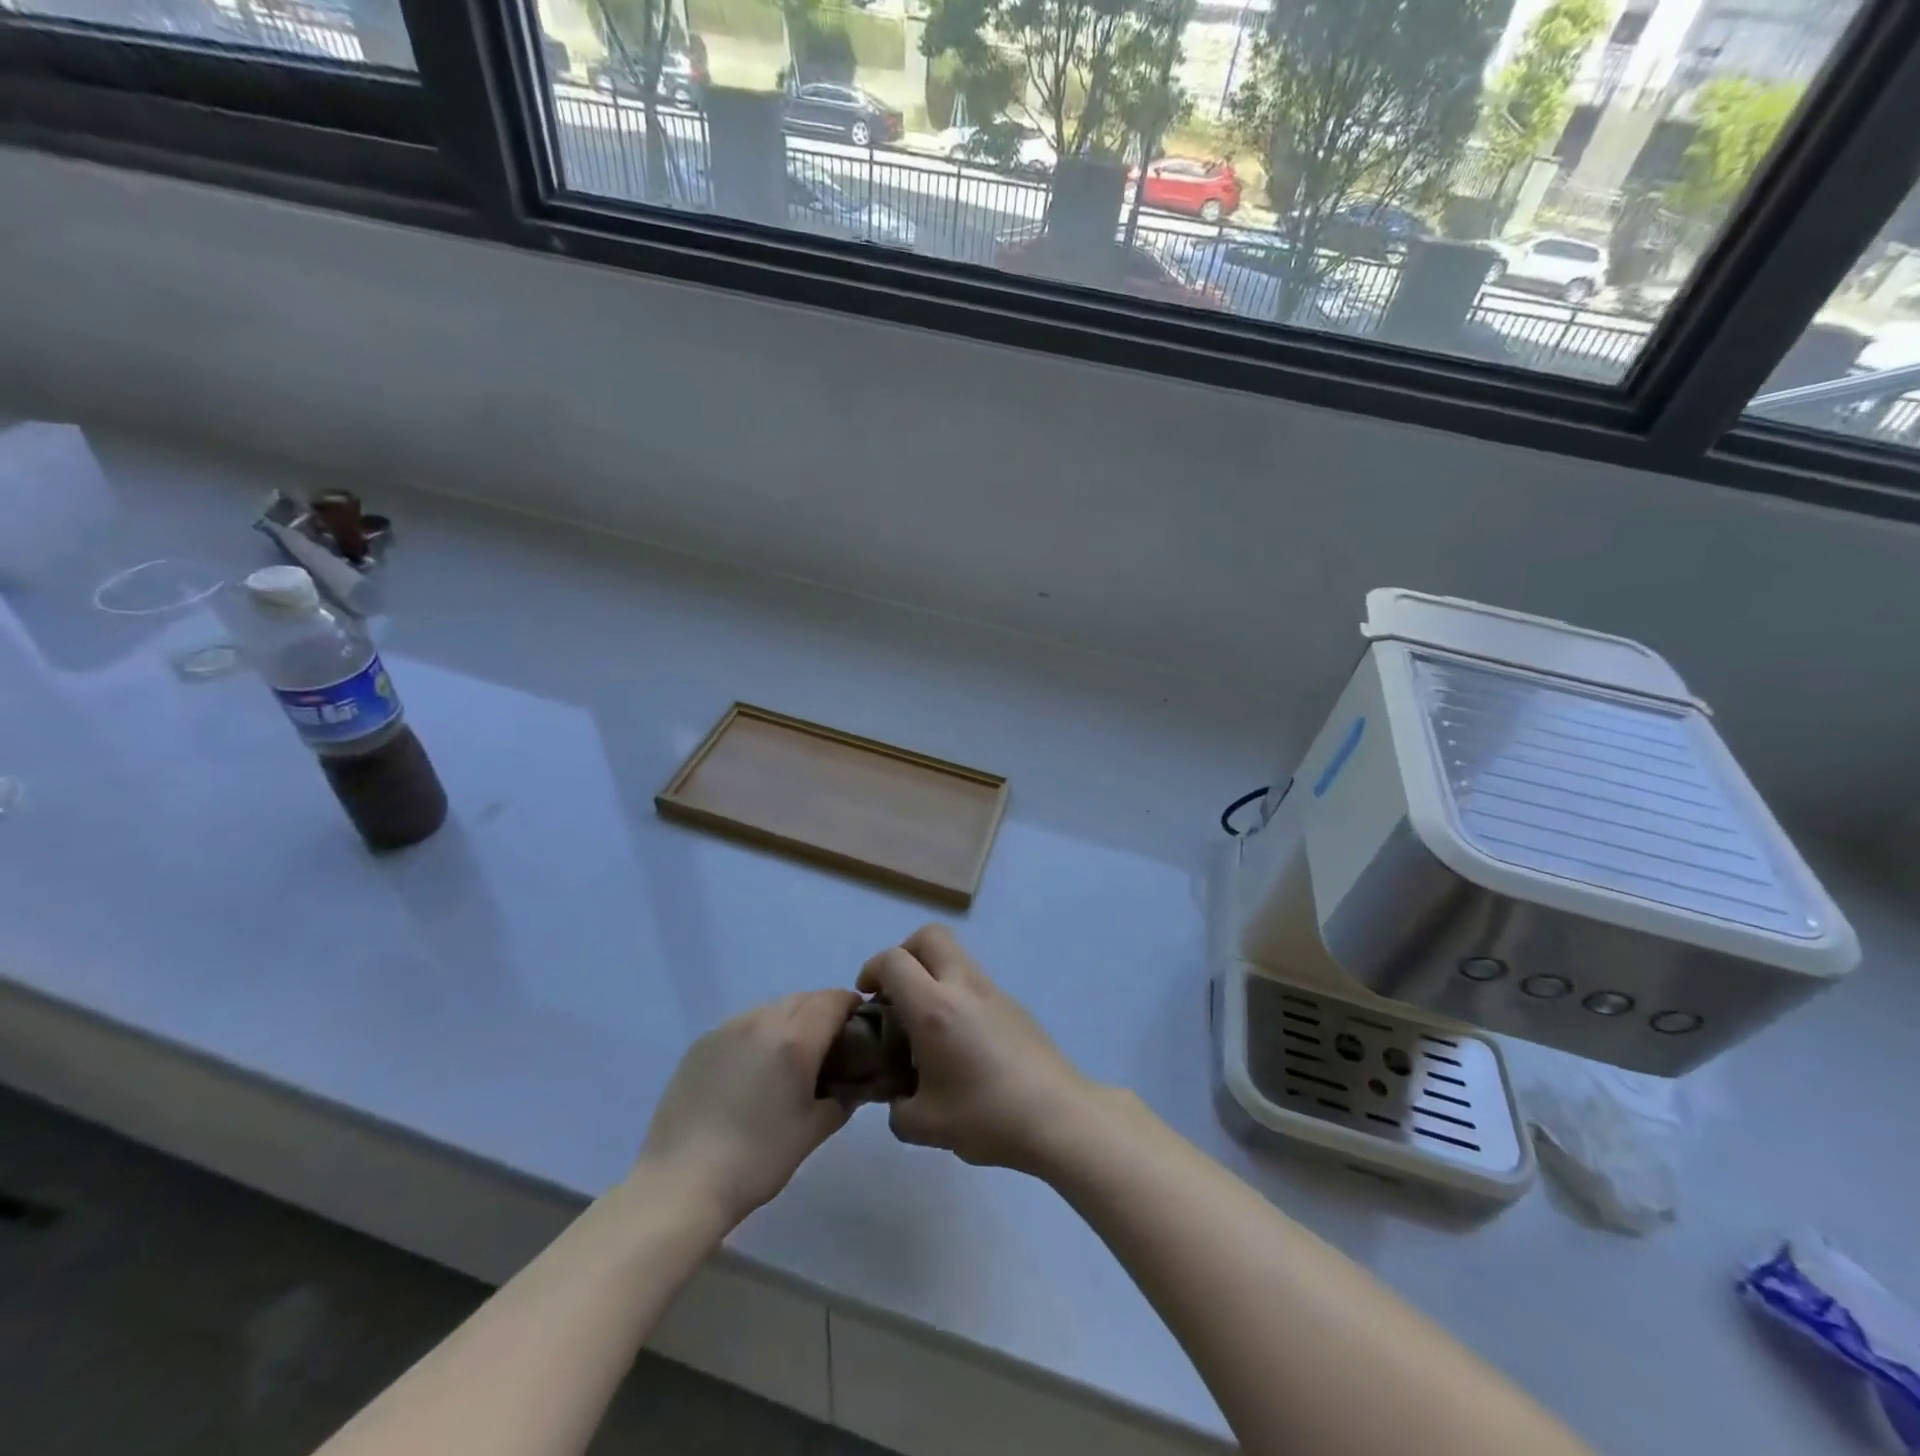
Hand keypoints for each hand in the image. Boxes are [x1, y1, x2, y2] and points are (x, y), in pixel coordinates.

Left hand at [635, 989, 860, 1227]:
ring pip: (772, 1008)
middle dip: (822, 1013)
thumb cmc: (758, 1159)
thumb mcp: (813, 1131)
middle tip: (829, 1046)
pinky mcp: (701, 1043)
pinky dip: (759, 1034)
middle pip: (804, 998)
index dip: (851, 1006)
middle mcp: (762, 1020)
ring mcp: (727, 1028)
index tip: (859, 1028)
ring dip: (790, 1021)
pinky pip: (742, 1024)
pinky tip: (753, 1070)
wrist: (681, 1183)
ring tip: (789, 1059)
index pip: (833, 1000)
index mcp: (795, 1038)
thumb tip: (852, 1086)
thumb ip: (842, 1099)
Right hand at [858, 925, 1096, 1175]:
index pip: (893, 961)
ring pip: (955, 955)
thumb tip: (898, 1098)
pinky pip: (973, 980)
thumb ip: (897, 1108)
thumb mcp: (924, 1126)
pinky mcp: (1013, 1003)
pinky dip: (955, 991)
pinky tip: (958, 1038)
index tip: (866, 997)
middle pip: (929, 936)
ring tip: (925, 1019)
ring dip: (932, 971)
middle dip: (904, 952)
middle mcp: (963, 986)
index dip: (871, 970)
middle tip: (896, 991)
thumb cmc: (986, 1117)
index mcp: (934, 1008)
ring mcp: (992, 990)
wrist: (1057, 1116)